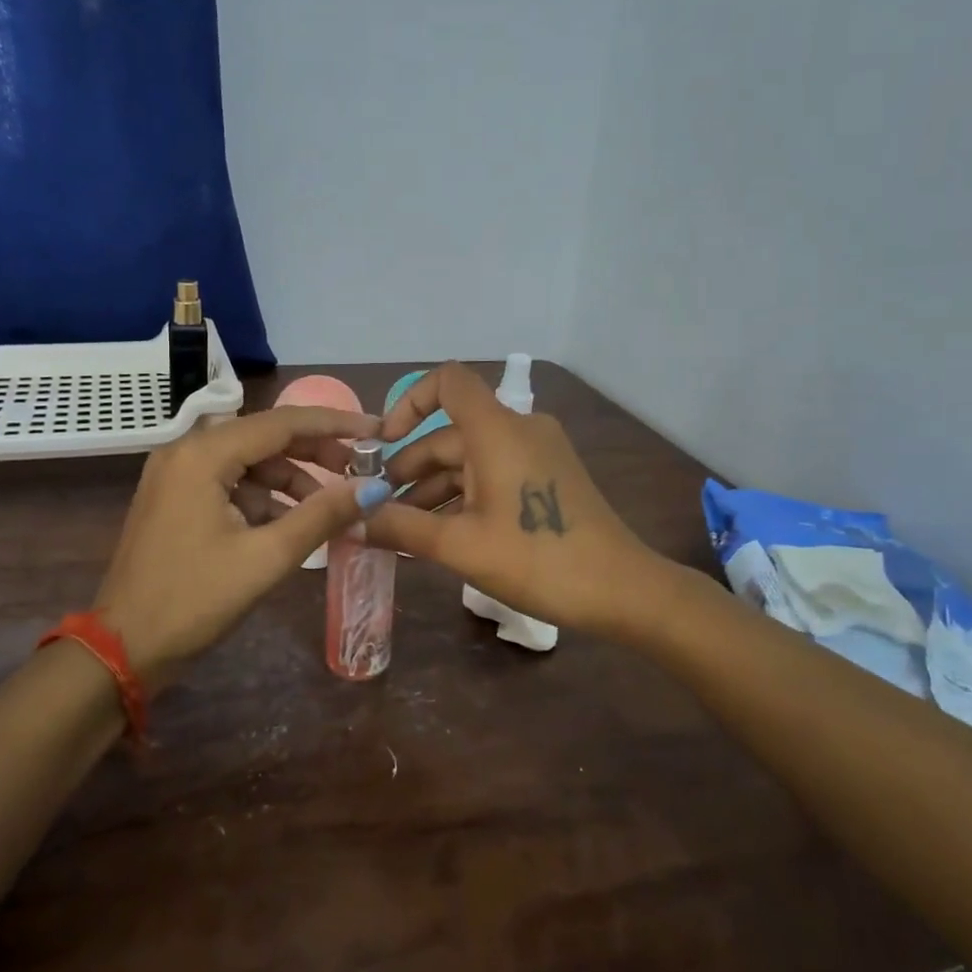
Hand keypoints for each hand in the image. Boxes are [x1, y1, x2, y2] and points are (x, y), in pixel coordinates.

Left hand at [95, 406, 387, 686]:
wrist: (122, 649)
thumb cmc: (193, 600)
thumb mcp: (266, 557)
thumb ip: (322, 515)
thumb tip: (375, 488)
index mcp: (203, 454)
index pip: (282, 422)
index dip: (335, 425)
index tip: (376, 432)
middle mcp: (187, 451)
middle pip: (265, 436)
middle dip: (315, 452)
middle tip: (360, 471)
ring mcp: (177, 474)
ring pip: (249, 461)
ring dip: (291, 479)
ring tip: (329, 508)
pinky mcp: (175, 498)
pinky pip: (231, 482)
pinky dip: (264, 497)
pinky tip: (291, 523)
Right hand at [363, 363, 660, 634]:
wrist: (622, 590)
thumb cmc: (538, 559)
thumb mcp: (461, 546)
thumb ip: (401, 527)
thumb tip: (349, 522)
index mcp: (497, 430)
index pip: (448, 382)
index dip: (408, 402)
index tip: (384, 446)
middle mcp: (518, 429)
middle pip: (450, 433)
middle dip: (410, 468)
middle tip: (376, 507)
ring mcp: (537, 452)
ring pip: (471, 458)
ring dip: (434, 489)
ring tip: (401, 529)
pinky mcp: (548, 476)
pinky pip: (493, 472)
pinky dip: (464, 495)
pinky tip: (441, 532)